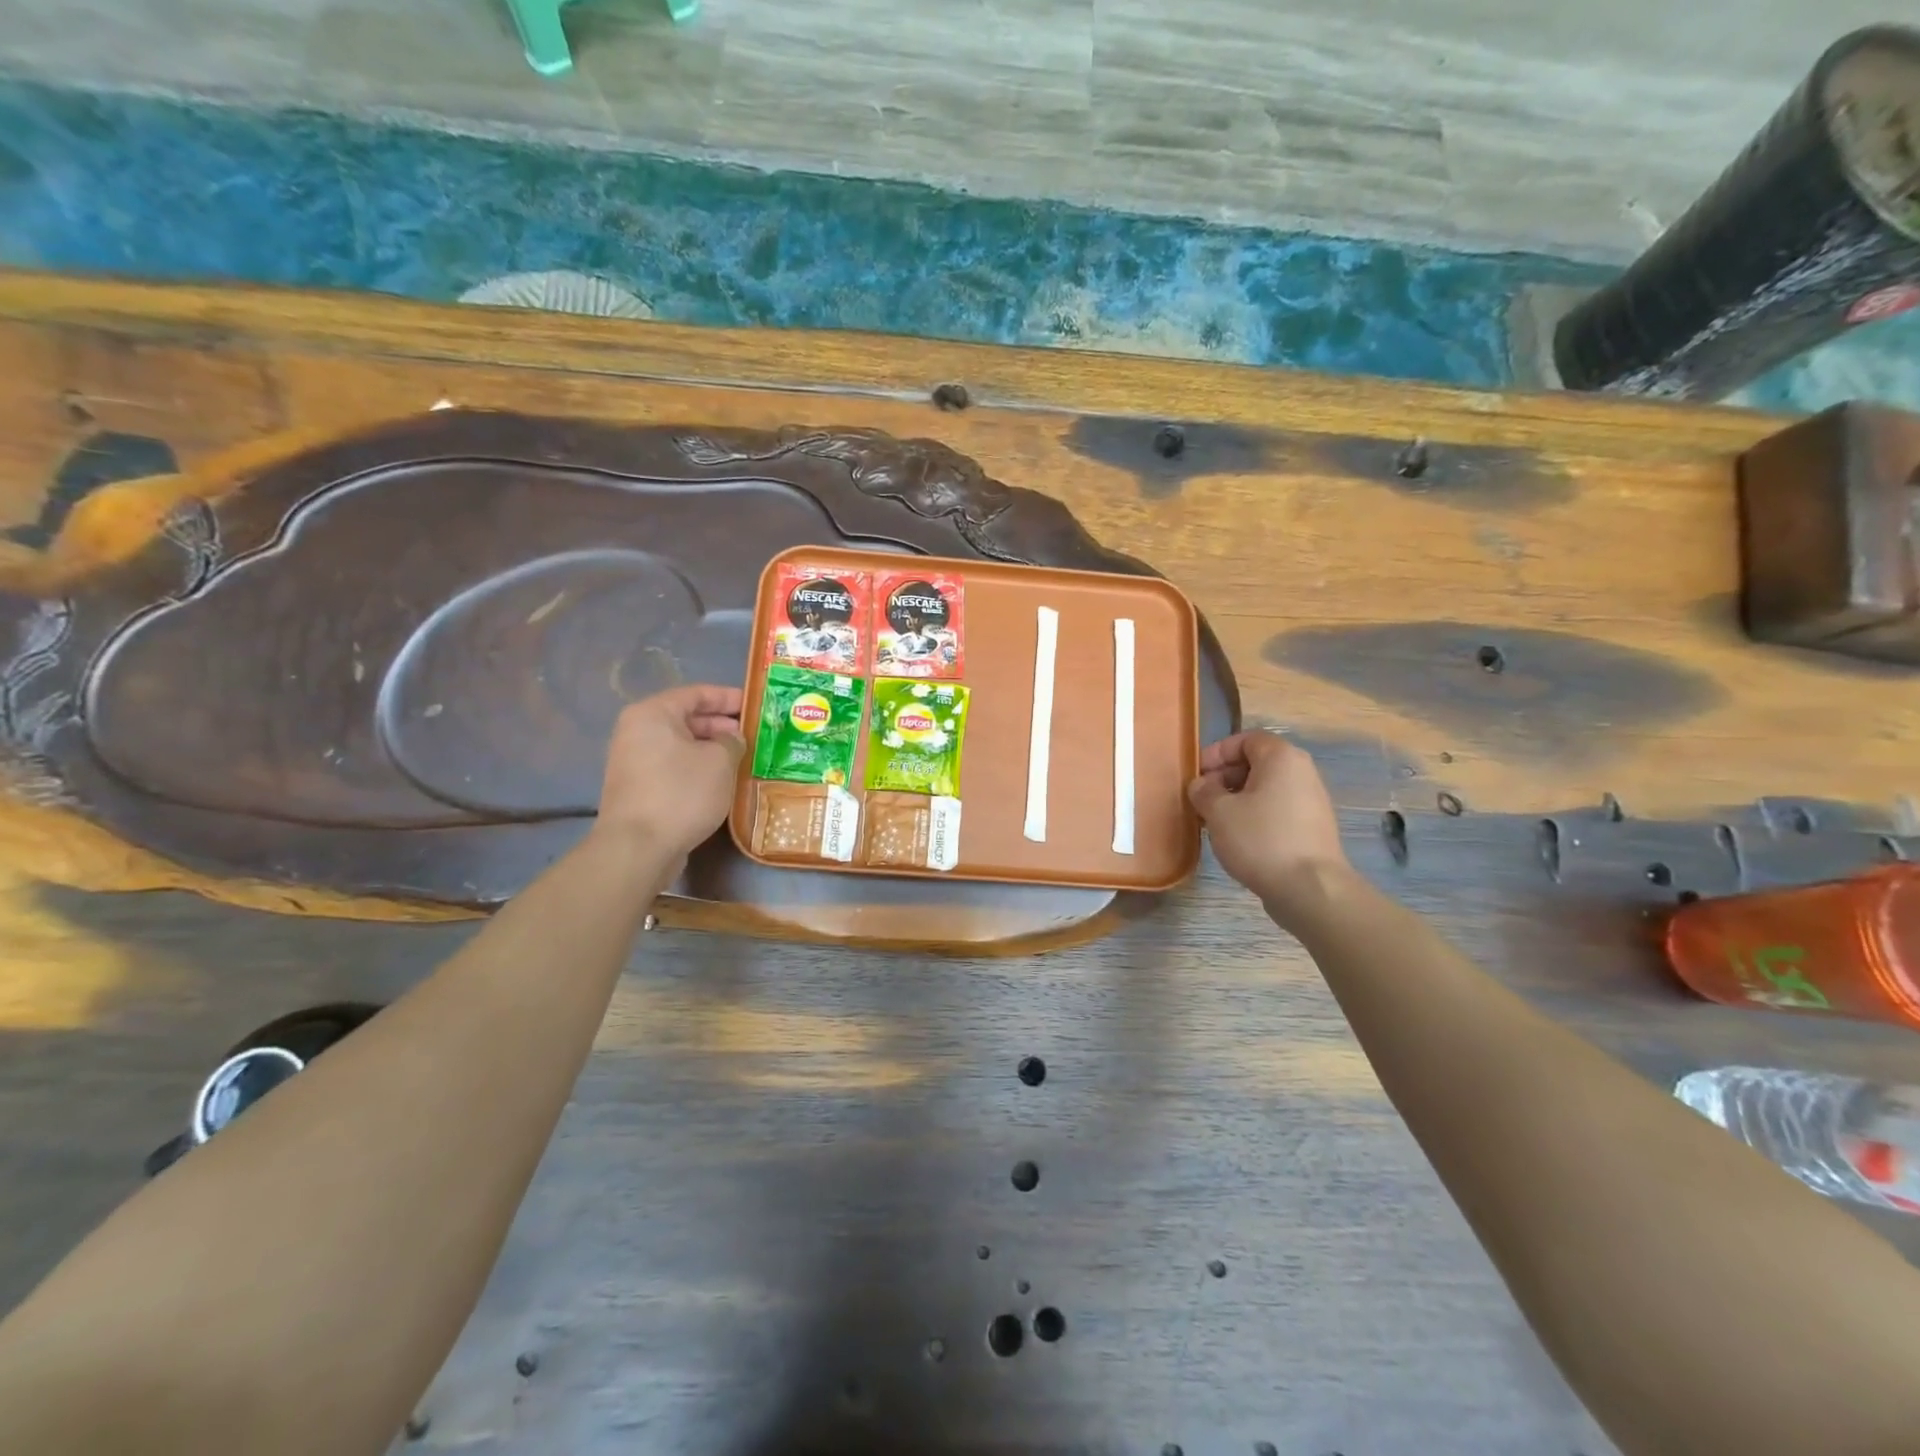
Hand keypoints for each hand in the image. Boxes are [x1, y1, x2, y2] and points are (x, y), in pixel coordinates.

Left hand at [596, 685, 744, 862]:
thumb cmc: (681, 792)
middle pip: (687, 719)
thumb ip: (732, 741)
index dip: (729, 698)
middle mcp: (637, 732)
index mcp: (653, 714)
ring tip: (745, 759)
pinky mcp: (639, 789)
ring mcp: (634, 762)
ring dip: (713, 751)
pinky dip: (699, 770)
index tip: (756, 705)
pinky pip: (675, 768)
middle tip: (755, 736)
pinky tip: (723, 783)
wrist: (638, 848)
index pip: (697, 694)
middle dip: (722, 726)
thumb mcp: (720, 761)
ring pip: (682, 746)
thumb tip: (732, 739)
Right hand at [1188, 731, 1350, 924]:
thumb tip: (1202, 785)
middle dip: (1224, 777)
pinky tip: (1238, 839)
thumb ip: (1203, 790)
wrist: (1310, 888)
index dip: (1216, 753)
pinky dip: (1255, 816)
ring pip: (1266, 789)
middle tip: (1201, 799)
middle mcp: (1302, 772)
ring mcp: (1311, 801)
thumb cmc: (1260, 838)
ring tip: (1215, 821)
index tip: (1197, 775)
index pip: (1245, 739)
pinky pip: (1277, 810)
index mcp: (1282, 757)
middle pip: (1257, 763)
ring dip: (1237, 799)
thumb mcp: (1218, 811)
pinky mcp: (1313, 828)